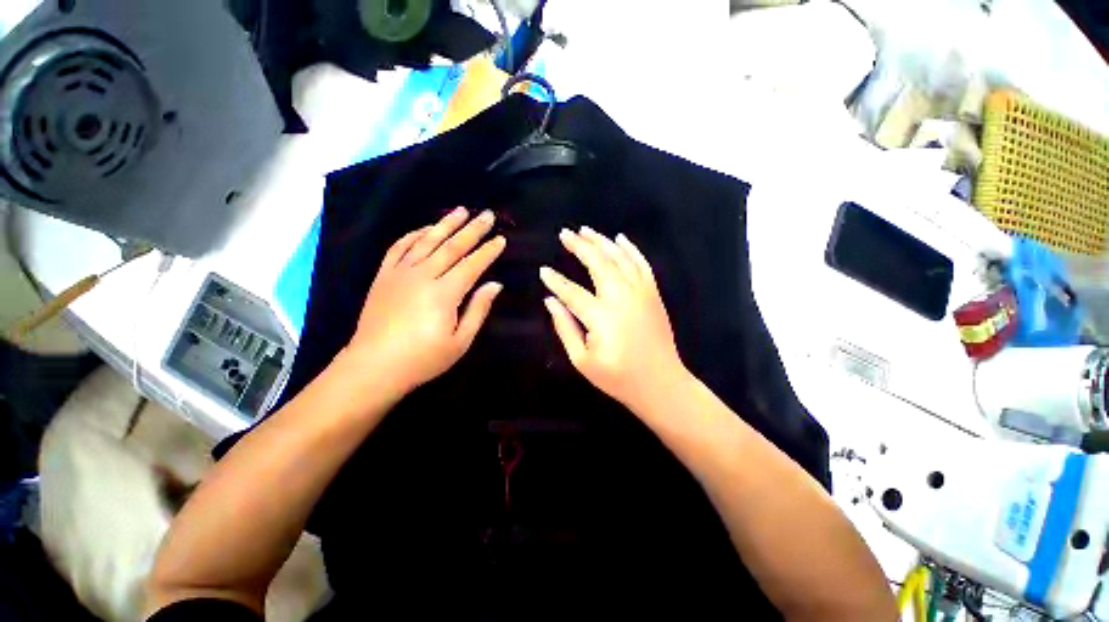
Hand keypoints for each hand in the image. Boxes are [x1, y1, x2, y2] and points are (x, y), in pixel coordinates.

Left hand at [345, 207, 505, 394]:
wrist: (373, 366)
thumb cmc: (423, 358)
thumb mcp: (460, 341)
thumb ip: (478, 309)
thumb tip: (495, 285)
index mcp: (444, 293)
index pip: (472, 265)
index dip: (488, 251)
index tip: (501, 239)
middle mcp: (423, 276)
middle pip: (452, 247)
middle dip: (472, 230)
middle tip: (487, 215)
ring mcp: (400, 273)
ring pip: (427, 241)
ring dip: (446, 224)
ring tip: (461, 210)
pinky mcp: (384, 276)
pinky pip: (399, 248)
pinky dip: (413, 235)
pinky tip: (424, 229)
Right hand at [540, 227, 689, 413]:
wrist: (661, 384)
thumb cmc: (618, 377)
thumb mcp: (582, 360)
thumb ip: (565, 328)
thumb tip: (550, 301)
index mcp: (601, 316)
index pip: (571, 291)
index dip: (555, 281)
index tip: (543, 270)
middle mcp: (621, 297)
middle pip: (598, 263)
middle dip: (579, 246)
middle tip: (565, 233)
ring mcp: (641, 292)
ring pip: (619, 258)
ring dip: (602, 242)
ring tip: (586, 231)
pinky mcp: (653, 294)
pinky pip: (642, 264)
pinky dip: (631, 249)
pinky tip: (620, 239)